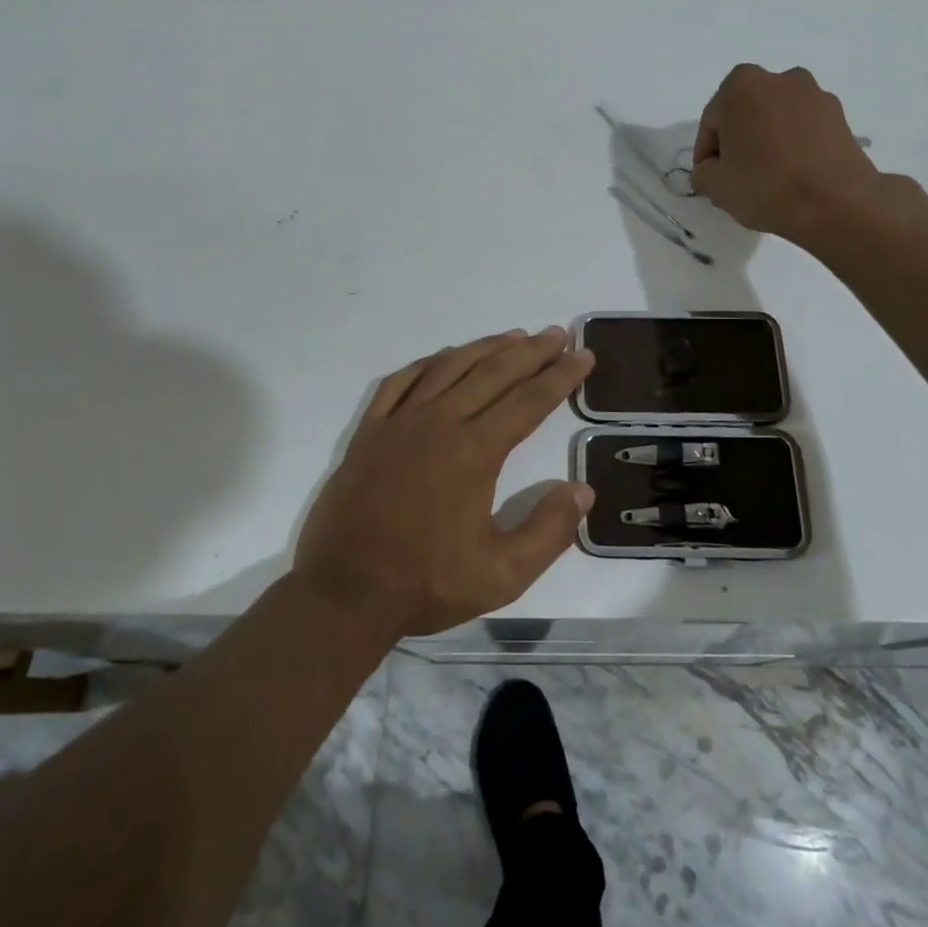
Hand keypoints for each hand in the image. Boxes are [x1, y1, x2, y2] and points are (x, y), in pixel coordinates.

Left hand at [292, 327, 595, 638]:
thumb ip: (548, 531)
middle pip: (493, 372)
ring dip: (486, 347)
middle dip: (531, 351)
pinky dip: (429, 362)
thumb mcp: (502, 575)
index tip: (583, 355)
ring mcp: (399, 422)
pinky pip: (401, 380)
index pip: (529, 401)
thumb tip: (582, 490)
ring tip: (514, 336)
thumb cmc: (426, 584)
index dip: (561, 376)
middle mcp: (439, 423)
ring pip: (449, 367)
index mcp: (474, 452)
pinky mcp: (369, 431)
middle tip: (556, 334)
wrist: (344, 592)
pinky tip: (444, 356)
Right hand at [691, 63, 879, 241]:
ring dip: (767, 141)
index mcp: (742, 85)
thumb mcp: (715, 186)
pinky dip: (794, 145)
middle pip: (745, 113)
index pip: (712, 122)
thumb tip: (711, 169)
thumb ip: (702, 172)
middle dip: (738, 140)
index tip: (709, 178)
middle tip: (735, 176)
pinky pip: (803, 128)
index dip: (706, 154)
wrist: (836, 202)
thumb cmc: (765, 186)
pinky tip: (793, 175)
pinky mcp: (840, 115)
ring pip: (776, 119)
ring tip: (767, 177)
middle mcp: (780, 78)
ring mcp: (814, 94)